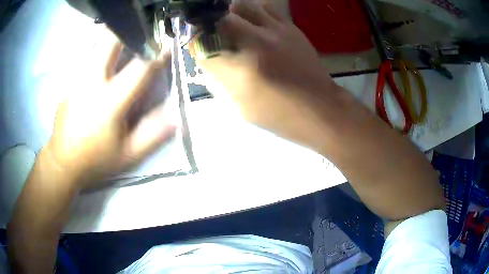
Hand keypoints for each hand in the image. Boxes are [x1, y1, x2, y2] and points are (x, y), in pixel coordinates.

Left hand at [45, 30, 175, 189]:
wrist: (63, 162)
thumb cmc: (96, 160)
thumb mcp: (128, 155)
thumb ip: (153, 135)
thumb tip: (176, 116)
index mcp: (109, 101)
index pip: (139, 69)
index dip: (157, 55)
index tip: (168, 44)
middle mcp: (91, 82)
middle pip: (110, 41)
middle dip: (129, 29)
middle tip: (142, 29)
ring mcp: (77, 79)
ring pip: (96, 42)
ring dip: (113, 34)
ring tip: (125, 36)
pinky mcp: (70, 81)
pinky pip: (87, 54)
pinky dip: (100, 46)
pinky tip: (106, 56)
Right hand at [193, 0, 340, 147]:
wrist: (320, 108)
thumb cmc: (280, 114)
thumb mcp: (241, 107)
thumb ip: (220, 79)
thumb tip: (207, 58)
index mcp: (241, 69)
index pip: (204, 44)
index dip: (194, 41)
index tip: (194, 43)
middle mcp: (256, 42)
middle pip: (221, 18)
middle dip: (210, 24)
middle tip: (211, 32)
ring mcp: (276, 31)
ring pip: (243, 5)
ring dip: (231, 13)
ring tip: (231, 24)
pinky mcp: (290, 27)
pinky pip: (266, 7)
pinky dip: (254, 11)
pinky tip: (254, 22)